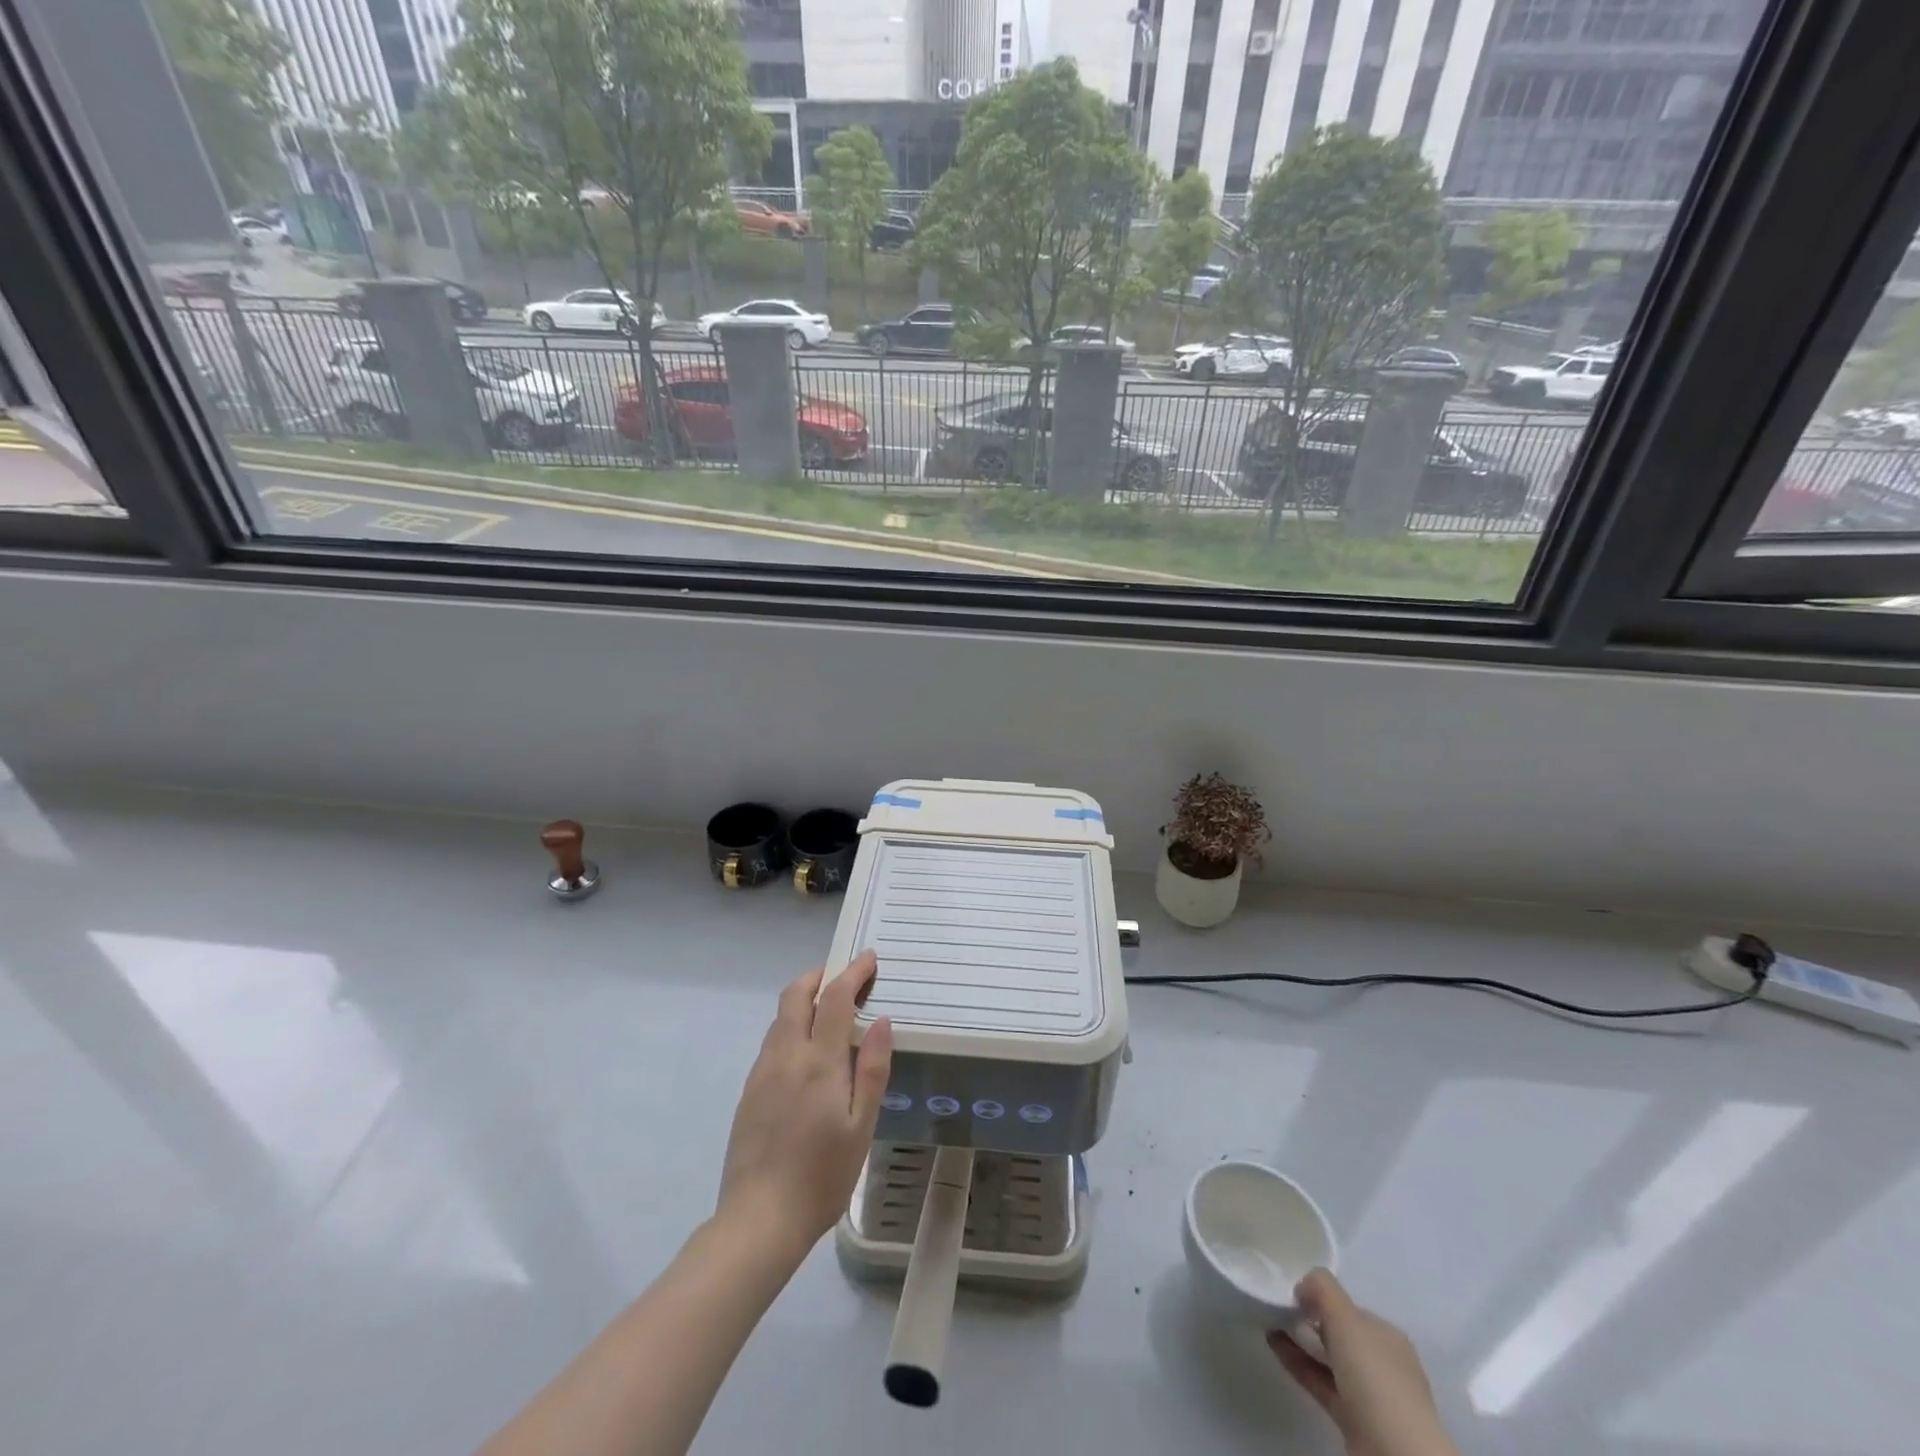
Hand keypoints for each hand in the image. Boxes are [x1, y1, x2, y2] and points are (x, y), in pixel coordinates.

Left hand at [717, 951, 893, 1260]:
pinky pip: (772, 1041)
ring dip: (804, 1000)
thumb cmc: (822, 1176)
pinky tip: (806, 1051)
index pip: (835, 998)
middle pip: (796, 995)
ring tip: (829, 1010)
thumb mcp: (861, 1126)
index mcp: (818, 1062)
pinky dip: (791, 1026)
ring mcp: (762, 1071)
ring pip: (781, 1017)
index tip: (869, 958)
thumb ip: (873, 1069)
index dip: (853, 972)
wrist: (758, 1220)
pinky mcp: (750, 1090)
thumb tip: (881, 1020)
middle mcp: (786, 1055)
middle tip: (845, 977)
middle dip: (820, 976)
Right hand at [1268, 1269, 1456, 1455]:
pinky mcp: (1354, 1420)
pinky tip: (1274, 1347)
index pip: (1352, 1310)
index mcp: (1389, 1337)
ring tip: (1269, 1322)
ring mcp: (1370, 1396)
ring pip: (1329, 1360)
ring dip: (1300, 1342)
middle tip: (1277, 1306)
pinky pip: (1321, 1382)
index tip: (1294, 1292)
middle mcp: (1383, 1364)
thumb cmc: (1375, 1376)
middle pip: (1341, 1335)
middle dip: (1310, 1320)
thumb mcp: (1345, 1317)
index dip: (1323, 1298)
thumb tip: (1302, 1285)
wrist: (1394, 1453)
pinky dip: (1299, 1364)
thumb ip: (1322, 1288)